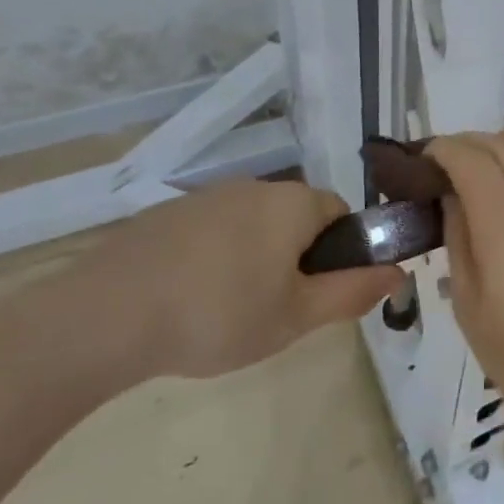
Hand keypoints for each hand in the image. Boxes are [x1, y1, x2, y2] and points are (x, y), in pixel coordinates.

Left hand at [67, 179, 402, 380]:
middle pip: (296, 218)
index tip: (316, 293)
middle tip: (275, 309)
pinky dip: (212, 258)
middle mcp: (255, 186)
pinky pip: (210, 231)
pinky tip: (186, 300)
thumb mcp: (297, 316)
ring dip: (253, 258)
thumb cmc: (218, 315)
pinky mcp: (164, 214)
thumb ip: (354, 292)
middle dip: (295, 257)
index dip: (339, 253)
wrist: (104, 317)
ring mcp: (206, 197)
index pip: (340, 214)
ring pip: (252, 225)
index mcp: (294, 203)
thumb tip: (399, 272)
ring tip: (226, 311)